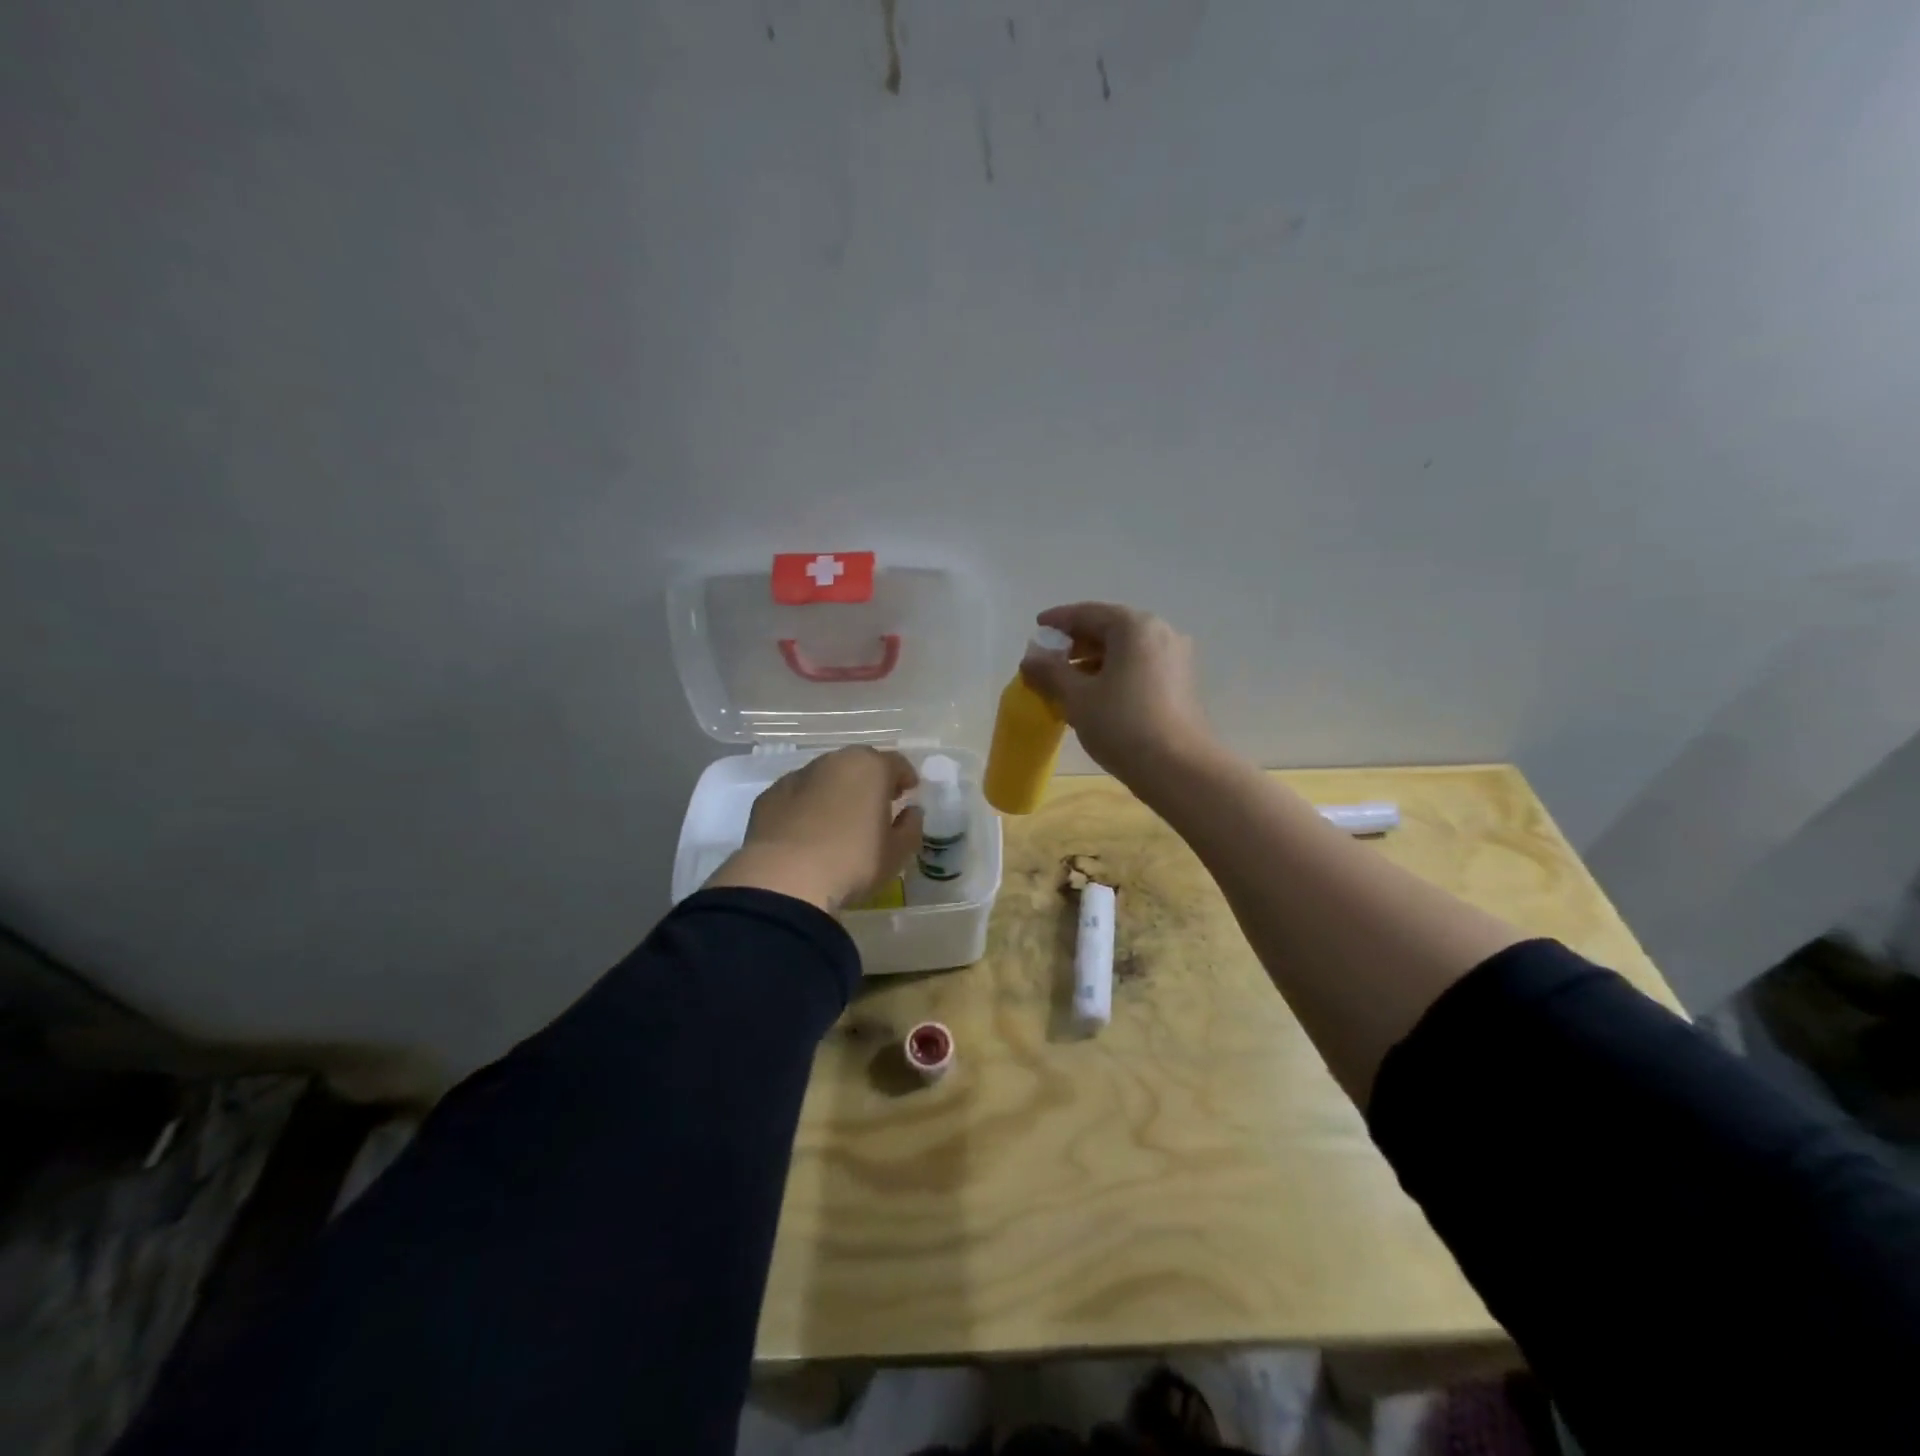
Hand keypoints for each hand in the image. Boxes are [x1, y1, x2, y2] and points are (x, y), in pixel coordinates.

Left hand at [705, 746, 923, 911]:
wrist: (784, 879)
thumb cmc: (852, 862)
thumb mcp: (896, 853)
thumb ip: (910, 828)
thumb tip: (911, 813)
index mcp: (870, 767)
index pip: (896, 763)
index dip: (905, 777)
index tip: (909, 792)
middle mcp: (833, 762)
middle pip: (858, 764)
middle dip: (870, 781)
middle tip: (876, 804)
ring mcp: (797, 776)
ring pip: (825, 777)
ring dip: (836, 791)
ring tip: (840, 820)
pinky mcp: (769, 796)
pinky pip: (798, 796)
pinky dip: (807, 806)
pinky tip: (808, 831)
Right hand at [1020, 602, 1214, 783]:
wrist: (1179, 769)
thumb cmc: (1122, 725)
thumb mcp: (1078, 697)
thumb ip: (1050, 672)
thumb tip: (1029, 658)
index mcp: (1134, 626)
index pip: (1088, 613)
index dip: (1058, 620)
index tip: (1037, 628)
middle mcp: (1159, 632)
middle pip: (1110, 628)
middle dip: (1077, 642)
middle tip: (1049, 659)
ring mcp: (1175, 657)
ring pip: (1126, 649)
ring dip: (1095, 659)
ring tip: (1068, 681)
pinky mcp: (1181, 682)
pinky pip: (1140, 665)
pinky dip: (1115, 671)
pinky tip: (1097, 694)